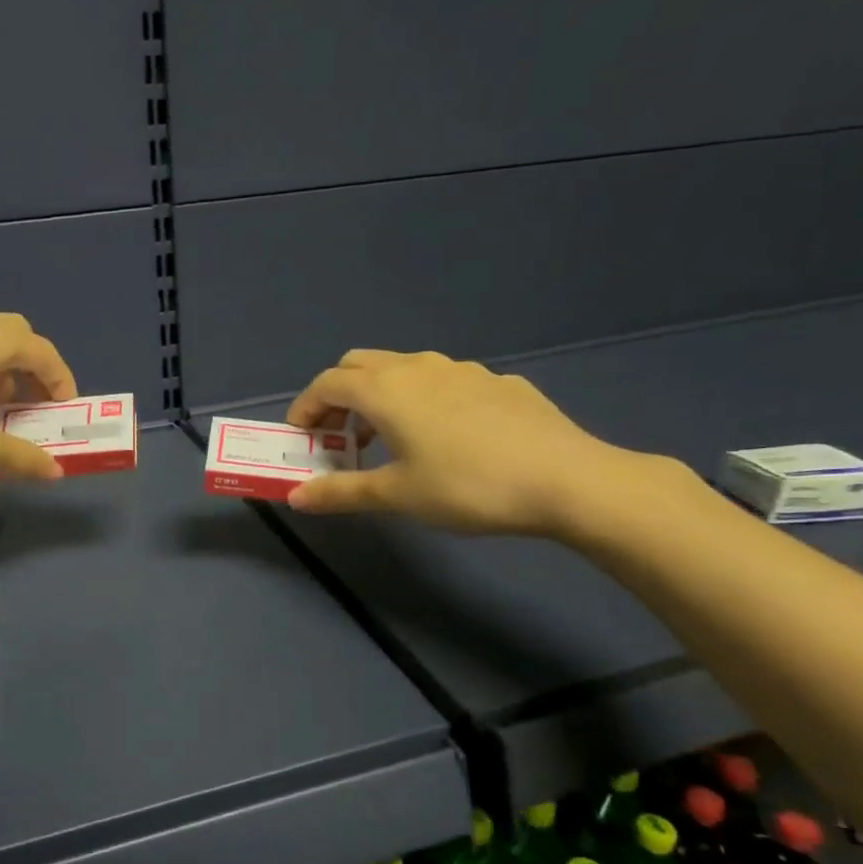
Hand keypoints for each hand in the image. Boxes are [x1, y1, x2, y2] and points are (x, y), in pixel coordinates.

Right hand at [283, 350, 641, 535]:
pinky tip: (446, 437)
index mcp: (385, 390)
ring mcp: (462, 369)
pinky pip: (443, 381)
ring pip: (403, 368)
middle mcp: (418, 367)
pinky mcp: (497, 381)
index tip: (300, 438)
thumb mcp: (397, 495)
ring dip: (380, 395)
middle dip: (339, 396)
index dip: (305, 408)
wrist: (567, 479)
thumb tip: (295, 497)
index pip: (326, 384)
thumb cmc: (467, 486)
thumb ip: (341, 492)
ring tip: (389, 438)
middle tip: (340, 436)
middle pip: (359, 365)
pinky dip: (423, 399)